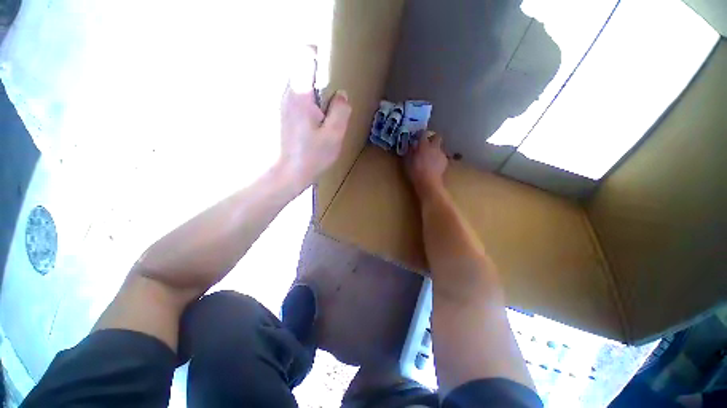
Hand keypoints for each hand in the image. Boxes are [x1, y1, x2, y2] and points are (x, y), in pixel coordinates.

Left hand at [278, 46, 351, 191]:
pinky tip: (317, 123)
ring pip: (300, 85)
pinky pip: (298, 98)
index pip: (303, 56)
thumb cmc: (312, 156)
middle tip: (332, 101)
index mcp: (300, 95)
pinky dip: (310, 103)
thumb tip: (342, 95)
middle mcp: (287, 94)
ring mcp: (283, 104)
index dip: (317, 54)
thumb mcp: (334, 135)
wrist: (289, 173)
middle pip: (302, 70)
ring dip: (315, 93)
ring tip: (326, 115)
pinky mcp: (284, 114)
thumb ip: (341, 111)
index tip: (329, 66)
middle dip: (319, 79)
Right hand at [405, 131, 447, 196]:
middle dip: (433, 138)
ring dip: (436, 149)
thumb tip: (412, 146)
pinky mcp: (445, 161)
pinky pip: (442, 155)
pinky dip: (438, 158)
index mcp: (423, 145)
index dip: (421, 134)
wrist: (428, 182)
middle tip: (427, 144)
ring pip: (440, 147)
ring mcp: (441, 153)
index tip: (418, 136)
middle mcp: (434, 147)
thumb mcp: (408, 161)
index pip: (423, 134)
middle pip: (437, 137)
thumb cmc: (415, 172)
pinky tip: (434, 164)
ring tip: (431, 157)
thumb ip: (410, 151)